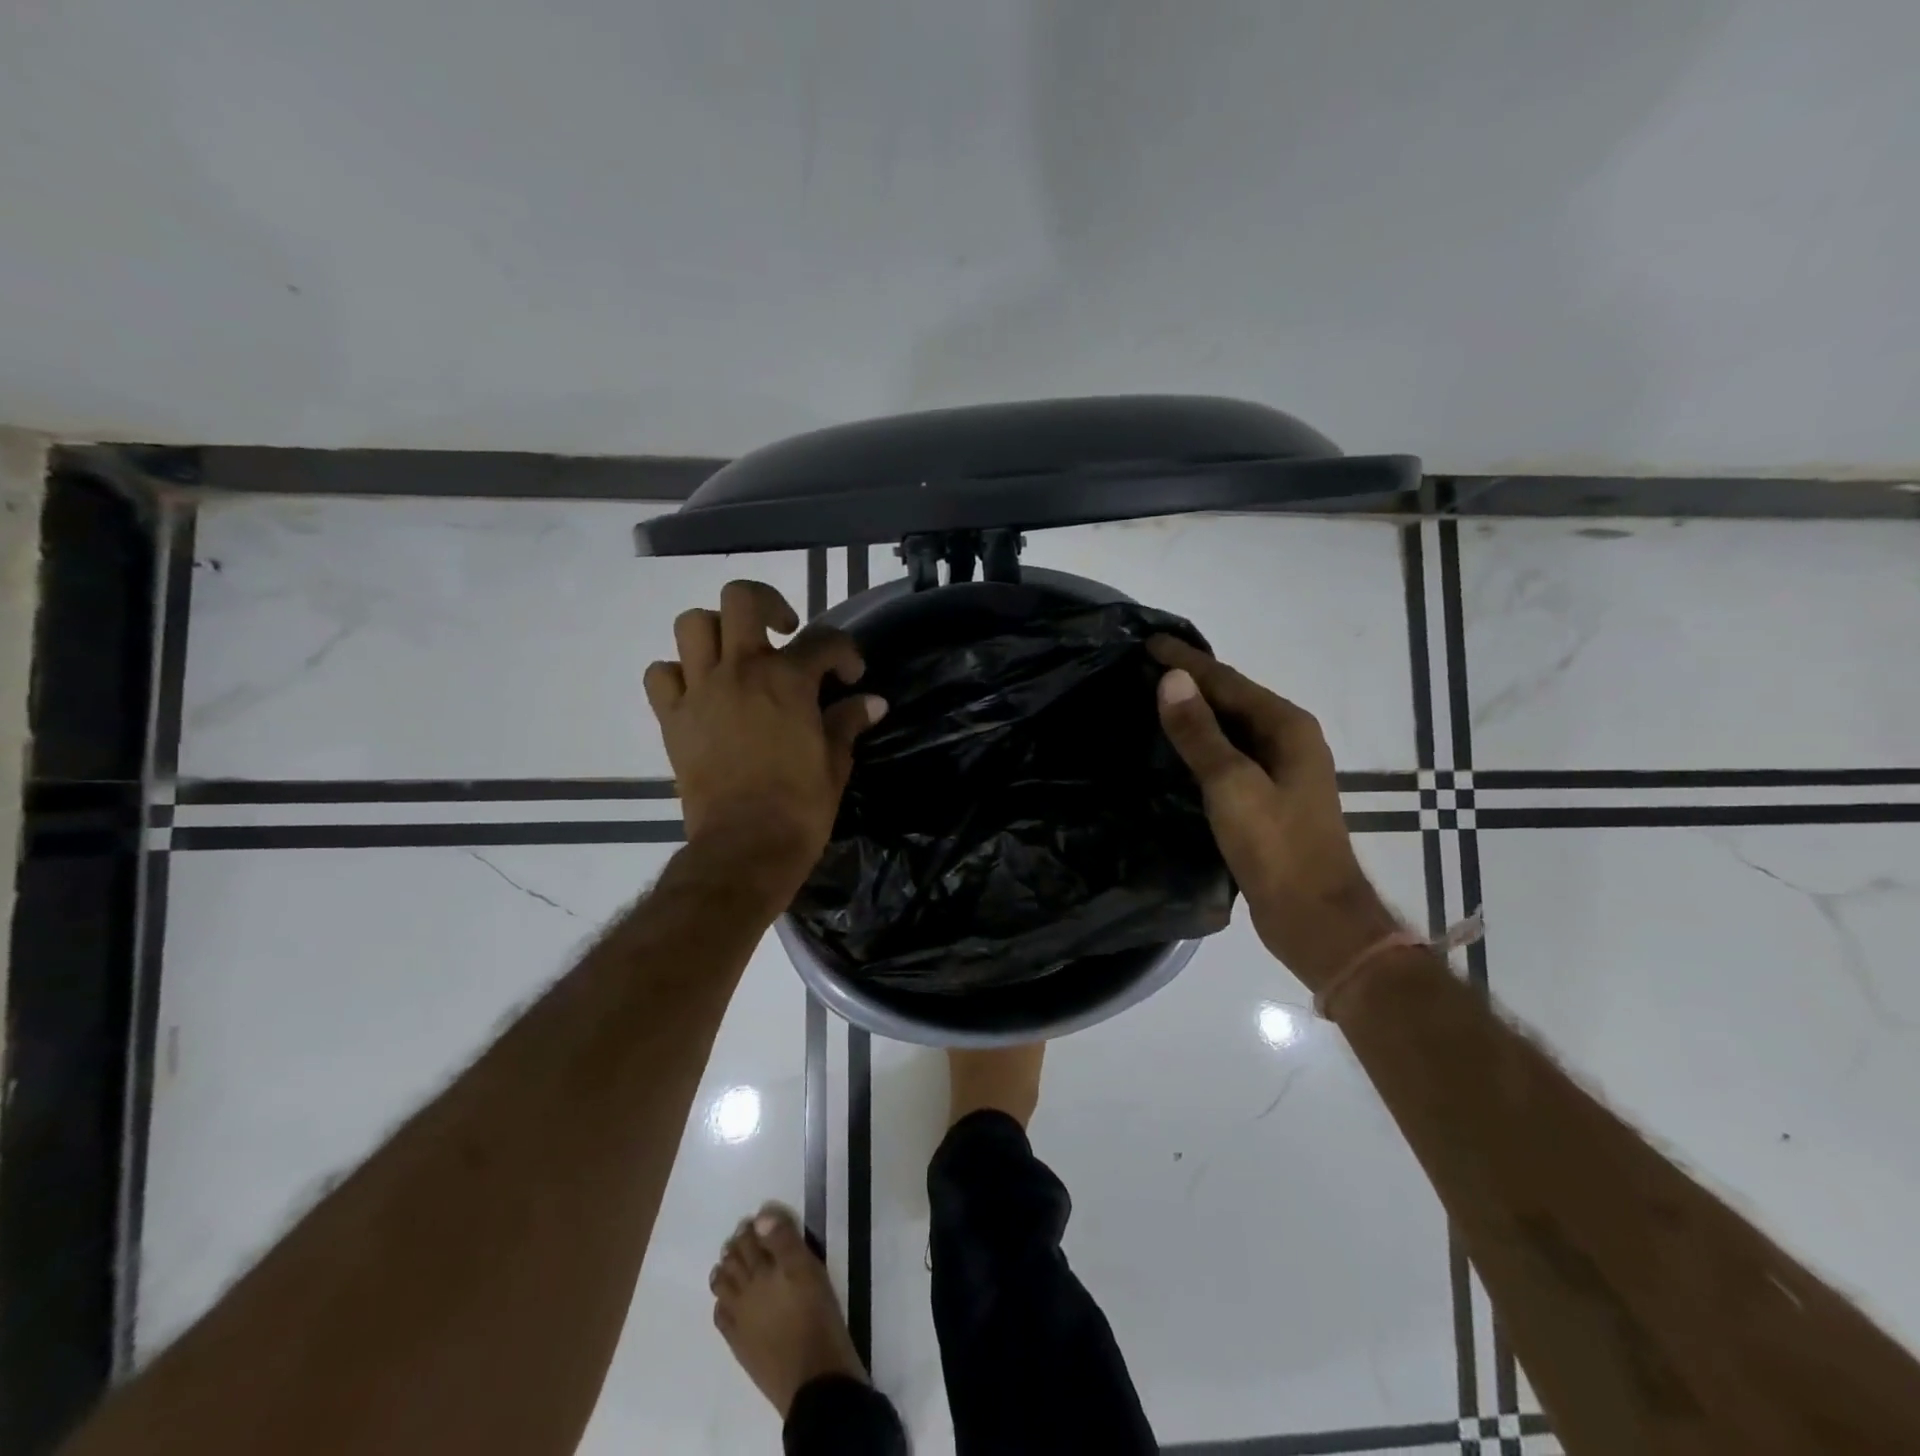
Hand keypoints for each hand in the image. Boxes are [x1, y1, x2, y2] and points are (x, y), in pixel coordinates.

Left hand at [646, 581, 885, 894]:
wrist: (745, 849)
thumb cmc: (800, 807)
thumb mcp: (835, 762)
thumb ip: (848, 722)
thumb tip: (872, 702)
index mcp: (787, 680)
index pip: (823, 640)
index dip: (843, 652)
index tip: (851, 676)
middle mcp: (740, 671)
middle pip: (741, 599)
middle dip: (767, 604)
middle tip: (783, 632)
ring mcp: (700, 692)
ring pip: (693, 625)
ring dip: (717, 631)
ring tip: (737, 656)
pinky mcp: (672, 719)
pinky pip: (662, 675)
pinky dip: (678, 673)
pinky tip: (700, 691)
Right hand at [1148, 636, 1398, 989]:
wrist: (1314, 917)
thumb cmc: (1276, 847)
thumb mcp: (1231, 785)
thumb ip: (1199, 733)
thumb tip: (1170, 679)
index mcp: (1288, 726)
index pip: (1227, 681)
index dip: (1187, 661)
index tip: (1148, 642)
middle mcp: (1289, 740)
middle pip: (1232, 699)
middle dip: (1191, 680)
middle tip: (1143, 667)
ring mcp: (1281, 770)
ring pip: (1231, 728)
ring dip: (1195, 712)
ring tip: (1152, 699)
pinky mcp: (1269, 797)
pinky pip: (1229, 755)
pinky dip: (1202, 744)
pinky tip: (1176, 749)